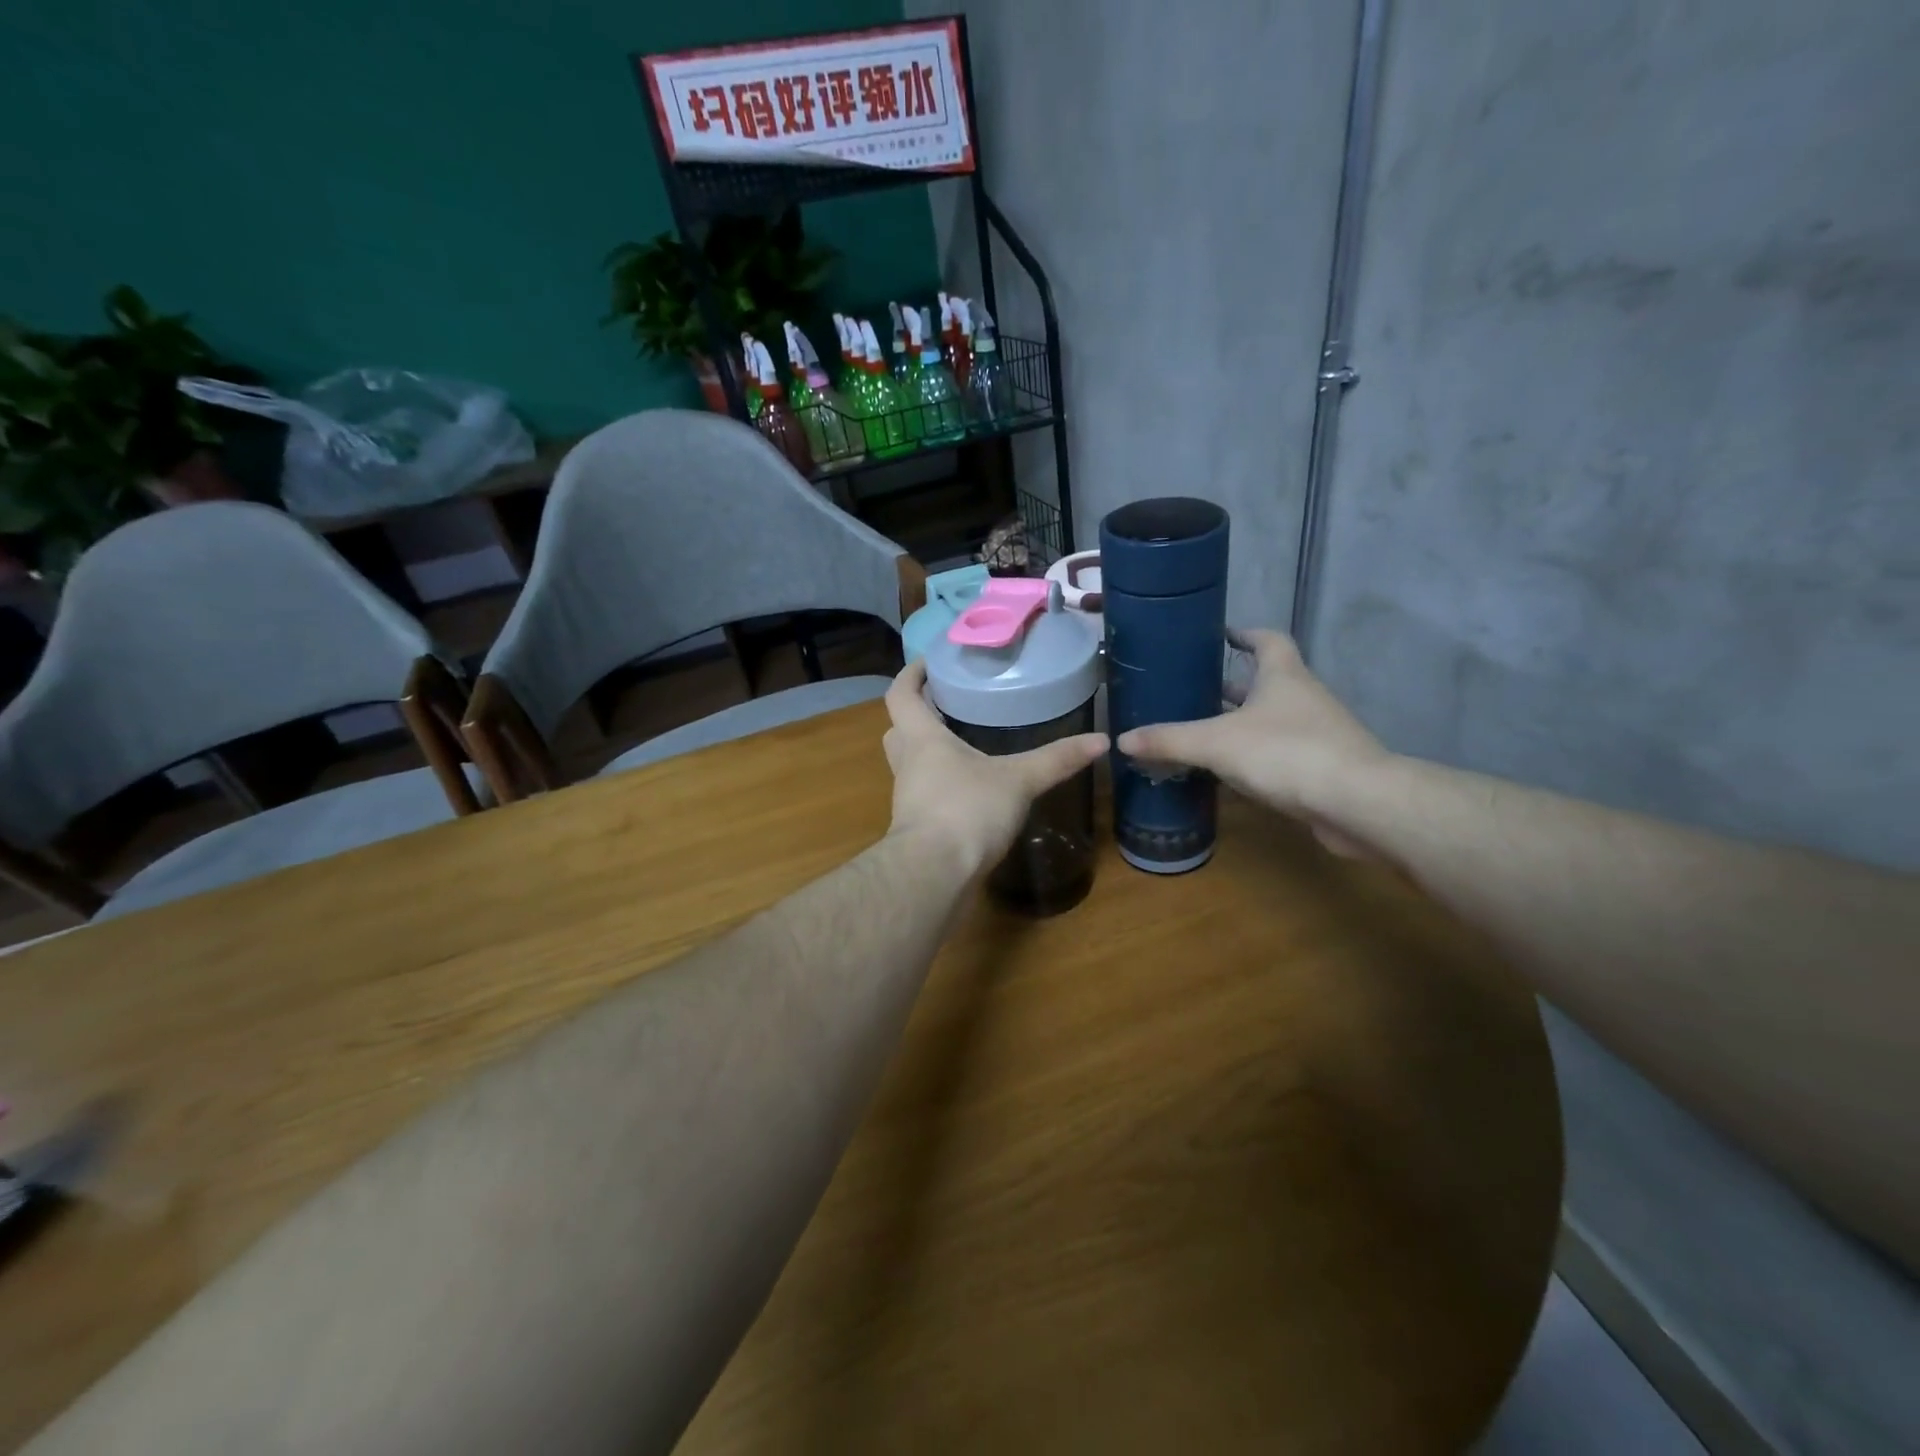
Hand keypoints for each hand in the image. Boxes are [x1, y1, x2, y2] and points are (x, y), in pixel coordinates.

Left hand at [883, 660, 1108, 875]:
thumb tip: (1101, 740)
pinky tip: (970, 792)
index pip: (901, 695)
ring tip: (964, 745)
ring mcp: (908, 799)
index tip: (930, 662)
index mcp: (922, 739)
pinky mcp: (917, 828)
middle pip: (899, 729)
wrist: (934, 875)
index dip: (911, 675)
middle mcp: (908, 765)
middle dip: (918, 715)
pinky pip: (924, 795)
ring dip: (928, 753)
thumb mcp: (1018, 780)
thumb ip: (1057, 760)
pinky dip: (941, 787)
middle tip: (948, 705)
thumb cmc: (967, 811)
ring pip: (910, 765)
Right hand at [1116, 629, 1390, 856]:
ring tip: (1200, 731)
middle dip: (1231, 685)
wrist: (1357, 803)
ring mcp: (1317, 734)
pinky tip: (1226, 774)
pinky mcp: (1321, 769)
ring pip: (1271, 720)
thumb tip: (1122, 738)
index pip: (1267, 640)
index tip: (1220, 635)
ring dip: (1241, 724)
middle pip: (1266, 682)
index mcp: (1283, 675)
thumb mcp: (1216, 743)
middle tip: (1193, 689)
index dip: (1244, 634)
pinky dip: (1253, 758)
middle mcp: (1303, 698)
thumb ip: (1169, 740)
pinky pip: (1279, 755)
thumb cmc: (1286, 753)